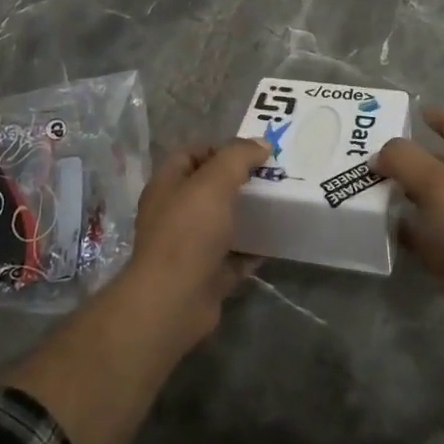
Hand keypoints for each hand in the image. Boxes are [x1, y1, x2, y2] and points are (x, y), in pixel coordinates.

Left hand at [121, 140, 267, 349]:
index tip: (252, 152)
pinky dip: (250, 251)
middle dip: (238, 181)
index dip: (219, 148)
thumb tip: (261, 143)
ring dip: (246, 216)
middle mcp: (173, 213)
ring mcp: (187, 246)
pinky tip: (273, 244)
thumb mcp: (214, 182)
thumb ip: (238, 157)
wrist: (174, 300)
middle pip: (208, 188)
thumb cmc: (189, 232)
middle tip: (271, 178)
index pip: (191, 153)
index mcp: (167, 185)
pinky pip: (231, 257)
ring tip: (277, 206)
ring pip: (221, 223)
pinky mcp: (204, 275)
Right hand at [376, 109, 443, 354]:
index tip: (418, 113)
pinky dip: (404, 225)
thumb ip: (405, 159)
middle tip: (377, 152)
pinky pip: (424, 231)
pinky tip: (379, 220)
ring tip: (370, 182)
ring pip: (431, 199)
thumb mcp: (436, 182)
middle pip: (443, 165)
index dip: (443, 121)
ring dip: (405, 191)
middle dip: (413, 159)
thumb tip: (381, 154)